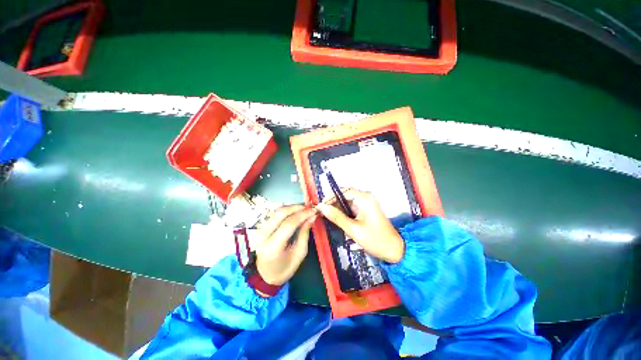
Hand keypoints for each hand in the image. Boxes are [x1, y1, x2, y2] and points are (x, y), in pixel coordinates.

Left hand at [255, 204, 316, 285]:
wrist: (265, 275)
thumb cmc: (285, 268)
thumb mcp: (299, 254)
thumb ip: (305, 233)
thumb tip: (312, 217)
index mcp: (273, 247)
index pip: (289, 224)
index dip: (303, 214)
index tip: (314, 210)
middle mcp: (264, 235)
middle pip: (281, 213)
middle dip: (298, 207)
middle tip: (310, 207)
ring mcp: (260, 230)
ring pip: (278, 211)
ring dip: (293, 207)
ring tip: (305, 208)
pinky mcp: (262, 227)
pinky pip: (276, 214)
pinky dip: (287, 210)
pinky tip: (296, 211)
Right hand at [316, 189, 403, 263]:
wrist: (394, 250)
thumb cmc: (375, 239)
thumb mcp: (353, 229)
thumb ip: (336, 217)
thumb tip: (321, 207)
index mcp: (364, 198)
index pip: (342, 191)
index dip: (329, 198)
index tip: (319, 207)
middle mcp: (365, 197)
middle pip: (344, 195)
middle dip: (333, 203)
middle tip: (322, 213)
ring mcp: (366, 202)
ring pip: (346, 201)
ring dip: (337, 208)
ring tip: (327, 217)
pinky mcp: (365, 209)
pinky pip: (351, 206)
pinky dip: (343, 212)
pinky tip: (337, 219)